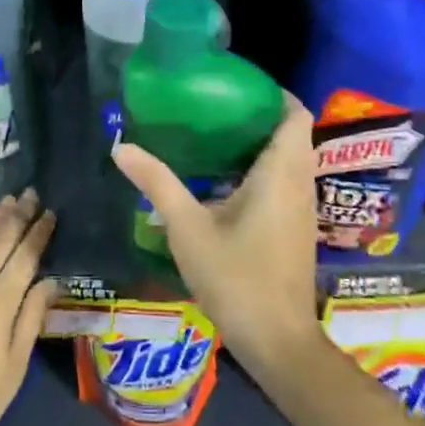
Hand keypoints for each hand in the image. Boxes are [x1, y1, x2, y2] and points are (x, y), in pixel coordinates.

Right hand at [112, 98, 324, 378]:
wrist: (278, 341)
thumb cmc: (236, 278)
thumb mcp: (187, 228)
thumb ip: (157, 183)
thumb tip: (122, 147)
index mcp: (280, 173)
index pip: (296, 114)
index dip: (273, 93)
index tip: (237, 84)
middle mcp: (299, 184)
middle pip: (292, 133)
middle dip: (259, 114)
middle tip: (215, 105)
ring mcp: (302, 209)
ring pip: (291, 159)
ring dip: (261, 143)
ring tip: (215, 134)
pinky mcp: (296, 229)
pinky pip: (286, 181)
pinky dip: (263, 168)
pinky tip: (225, 179)